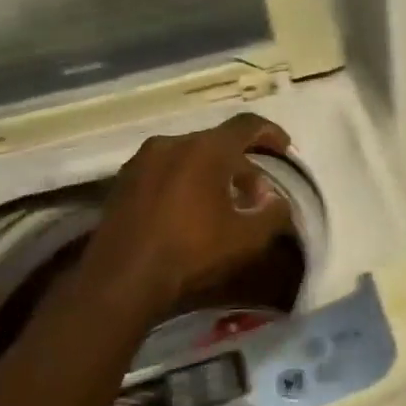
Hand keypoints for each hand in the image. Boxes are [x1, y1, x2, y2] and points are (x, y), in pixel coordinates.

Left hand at [73, 112, 296, 324]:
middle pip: (217, 141)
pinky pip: (165, 169)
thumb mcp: (248, 237)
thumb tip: (275, 200)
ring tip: (223, 201)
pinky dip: (185, 180)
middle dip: (241, 162)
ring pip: (189, 155)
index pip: (247, 125)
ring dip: (211, 171)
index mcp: (206, 149)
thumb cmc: (192, 251)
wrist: (121, 279)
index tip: (285, 148)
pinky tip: (190, 210)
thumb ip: (273, 213)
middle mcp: (173, 143)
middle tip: (256, 191)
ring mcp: (142, 160)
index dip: (270, 133)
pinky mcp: (122, 181)